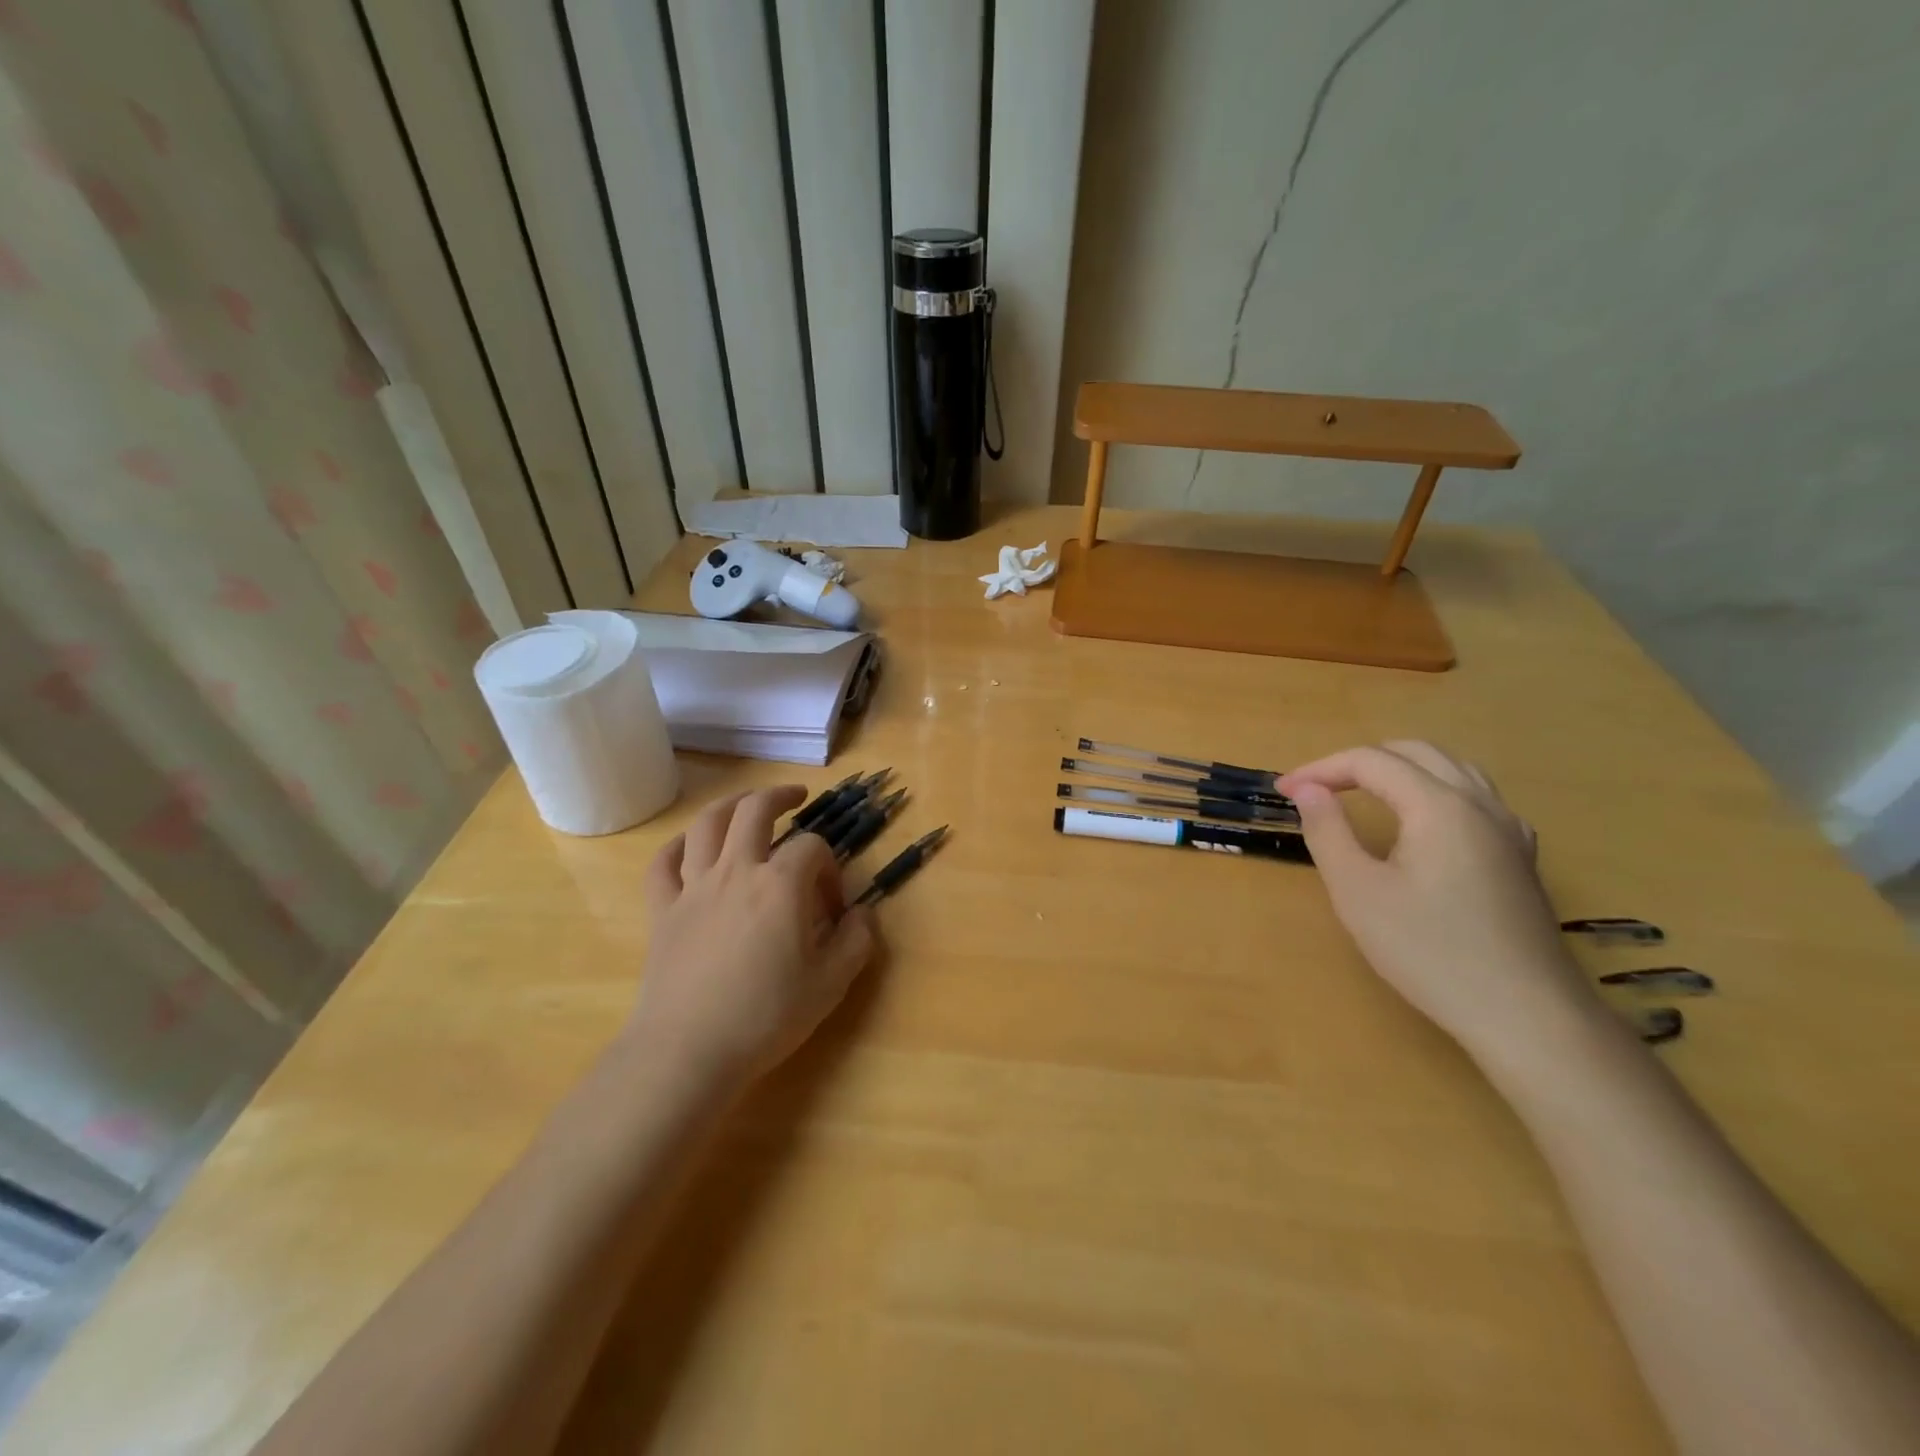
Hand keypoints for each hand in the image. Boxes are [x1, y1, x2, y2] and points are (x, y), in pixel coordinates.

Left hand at [626, 787, 879, 1089]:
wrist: (688, 1050)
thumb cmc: (766, 1016)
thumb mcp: (831, 983)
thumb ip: (856, 941)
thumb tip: (863, 913)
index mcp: (781, 884)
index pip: (812, 848)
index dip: (829, 869)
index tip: (832, 908)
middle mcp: (736, 871)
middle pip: (755, 811)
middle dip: (780, 796)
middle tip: (797, 796)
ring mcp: (694, 887)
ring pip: (707, 825)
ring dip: (730, 805)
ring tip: (747, 804)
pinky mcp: (662, 910)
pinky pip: (664, 863)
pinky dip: (678, 846)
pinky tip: (690, 846)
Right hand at [1279, 742, 1591, 1056]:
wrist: (1525, 1015)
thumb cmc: (1430, 951)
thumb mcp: (1358, 892)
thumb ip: (1328, 832)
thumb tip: (1308, 791)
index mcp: (1439, 805)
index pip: (1371, 762)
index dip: (1320, 769)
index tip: (1283, 792)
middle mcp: (1480, 804)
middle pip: (1415, 753)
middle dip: (1358, 762)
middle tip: (1317, 789)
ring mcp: (1509, 829)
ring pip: (1451, 769)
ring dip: (1399, 770)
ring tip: (1361, 794)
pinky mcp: (1520, 856)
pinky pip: (1475, 797)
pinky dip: (1434, 790)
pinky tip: (1422, 823)